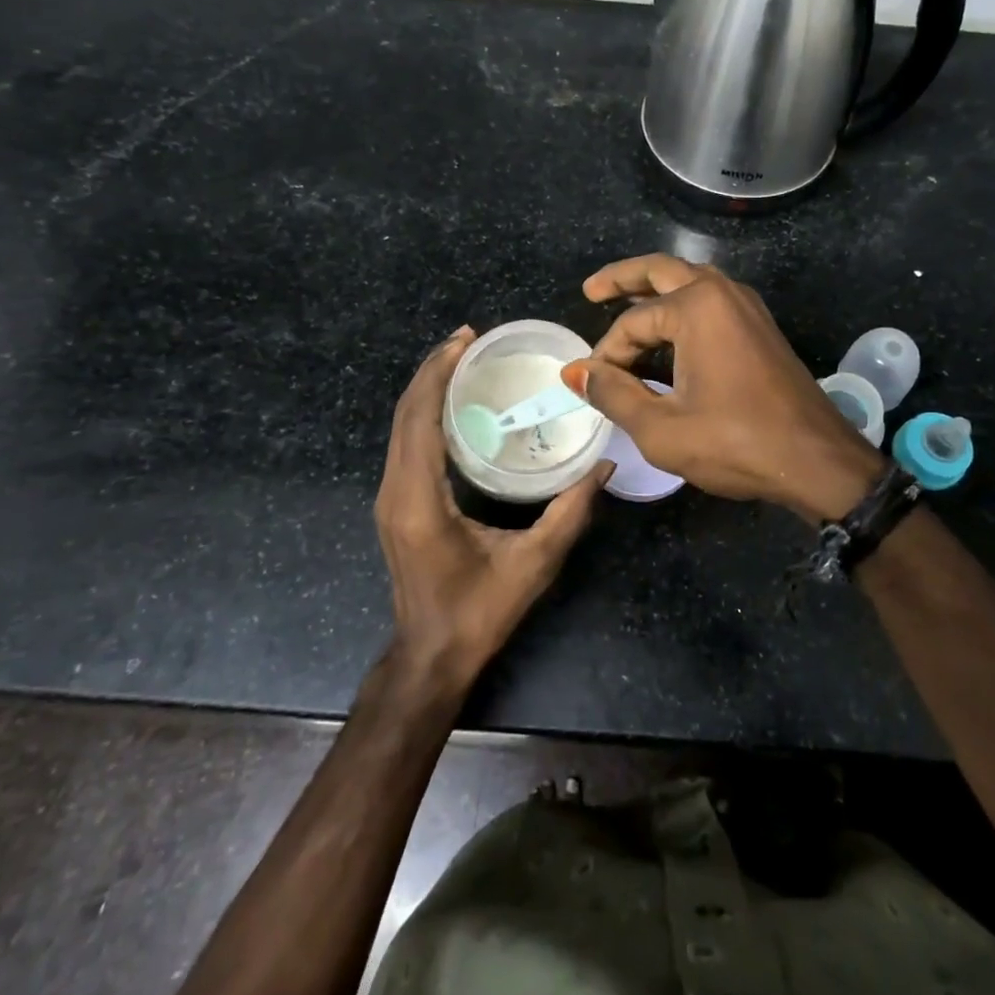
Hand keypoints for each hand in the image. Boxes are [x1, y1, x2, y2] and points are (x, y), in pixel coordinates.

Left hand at [376, 326, 612, 691]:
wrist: (431, 656)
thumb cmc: (480, 612)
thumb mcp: (534, 563)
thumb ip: (570, 511)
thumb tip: (604, 465)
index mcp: (420, 500)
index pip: (420, 419)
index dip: (438, 373)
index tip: (465, 339)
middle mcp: (396, 491)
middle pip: (404, 414)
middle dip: (433, 369)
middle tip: (468, 339)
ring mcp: (390, 498)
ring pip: (400, 426)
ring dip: (427, 388)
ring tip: (462, 360)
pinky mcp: (396, 504)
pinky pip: (405, 443)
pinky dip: (425, 412)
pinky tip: (454, 403)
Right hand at [562, 256, 884, 522]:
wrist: (818, 460)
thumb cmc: (736, 443)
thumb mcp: (661, 428)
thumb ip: (613, 394)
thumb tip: (574, 372)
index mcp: (697, 307)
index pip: (632, 324)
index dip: (607, 355)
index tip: (595, 386)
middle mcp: (723, 293)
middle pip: (661, 270)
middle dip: (623, 279)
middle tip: (591, 291)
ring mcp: (747, 307)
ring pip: (690, 281)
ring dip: (655, 290)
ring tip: (623, 305)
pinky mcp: (760, 326)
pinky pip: (711, 301)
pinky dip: (681, 307)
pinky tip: (667, 333)